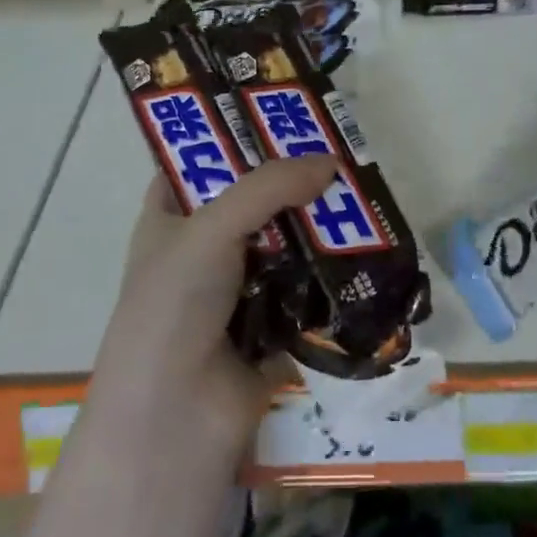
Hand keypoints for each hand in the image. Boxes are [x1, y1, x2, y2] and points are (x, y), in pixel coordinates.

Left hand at [85, 155, 336, 463]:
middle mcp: (200, 250)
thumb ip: (270, 187)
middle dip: (291, 183)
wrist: (173, 421)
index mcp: (170, 219)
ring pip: (283, 245)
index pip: (197, 163)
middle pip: (251, 202)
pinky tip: (366, 251)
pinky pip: (305, 290)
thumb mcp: (212, 228)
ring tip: (362, 197)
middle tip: (338, 154)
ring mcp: (235, 291)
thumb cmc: (174, 305)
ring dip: (317, 229)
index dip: (234, 136)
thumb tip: (331, 161)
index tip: (282, 115)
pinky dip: (329, 276)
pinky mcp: (270, 328)